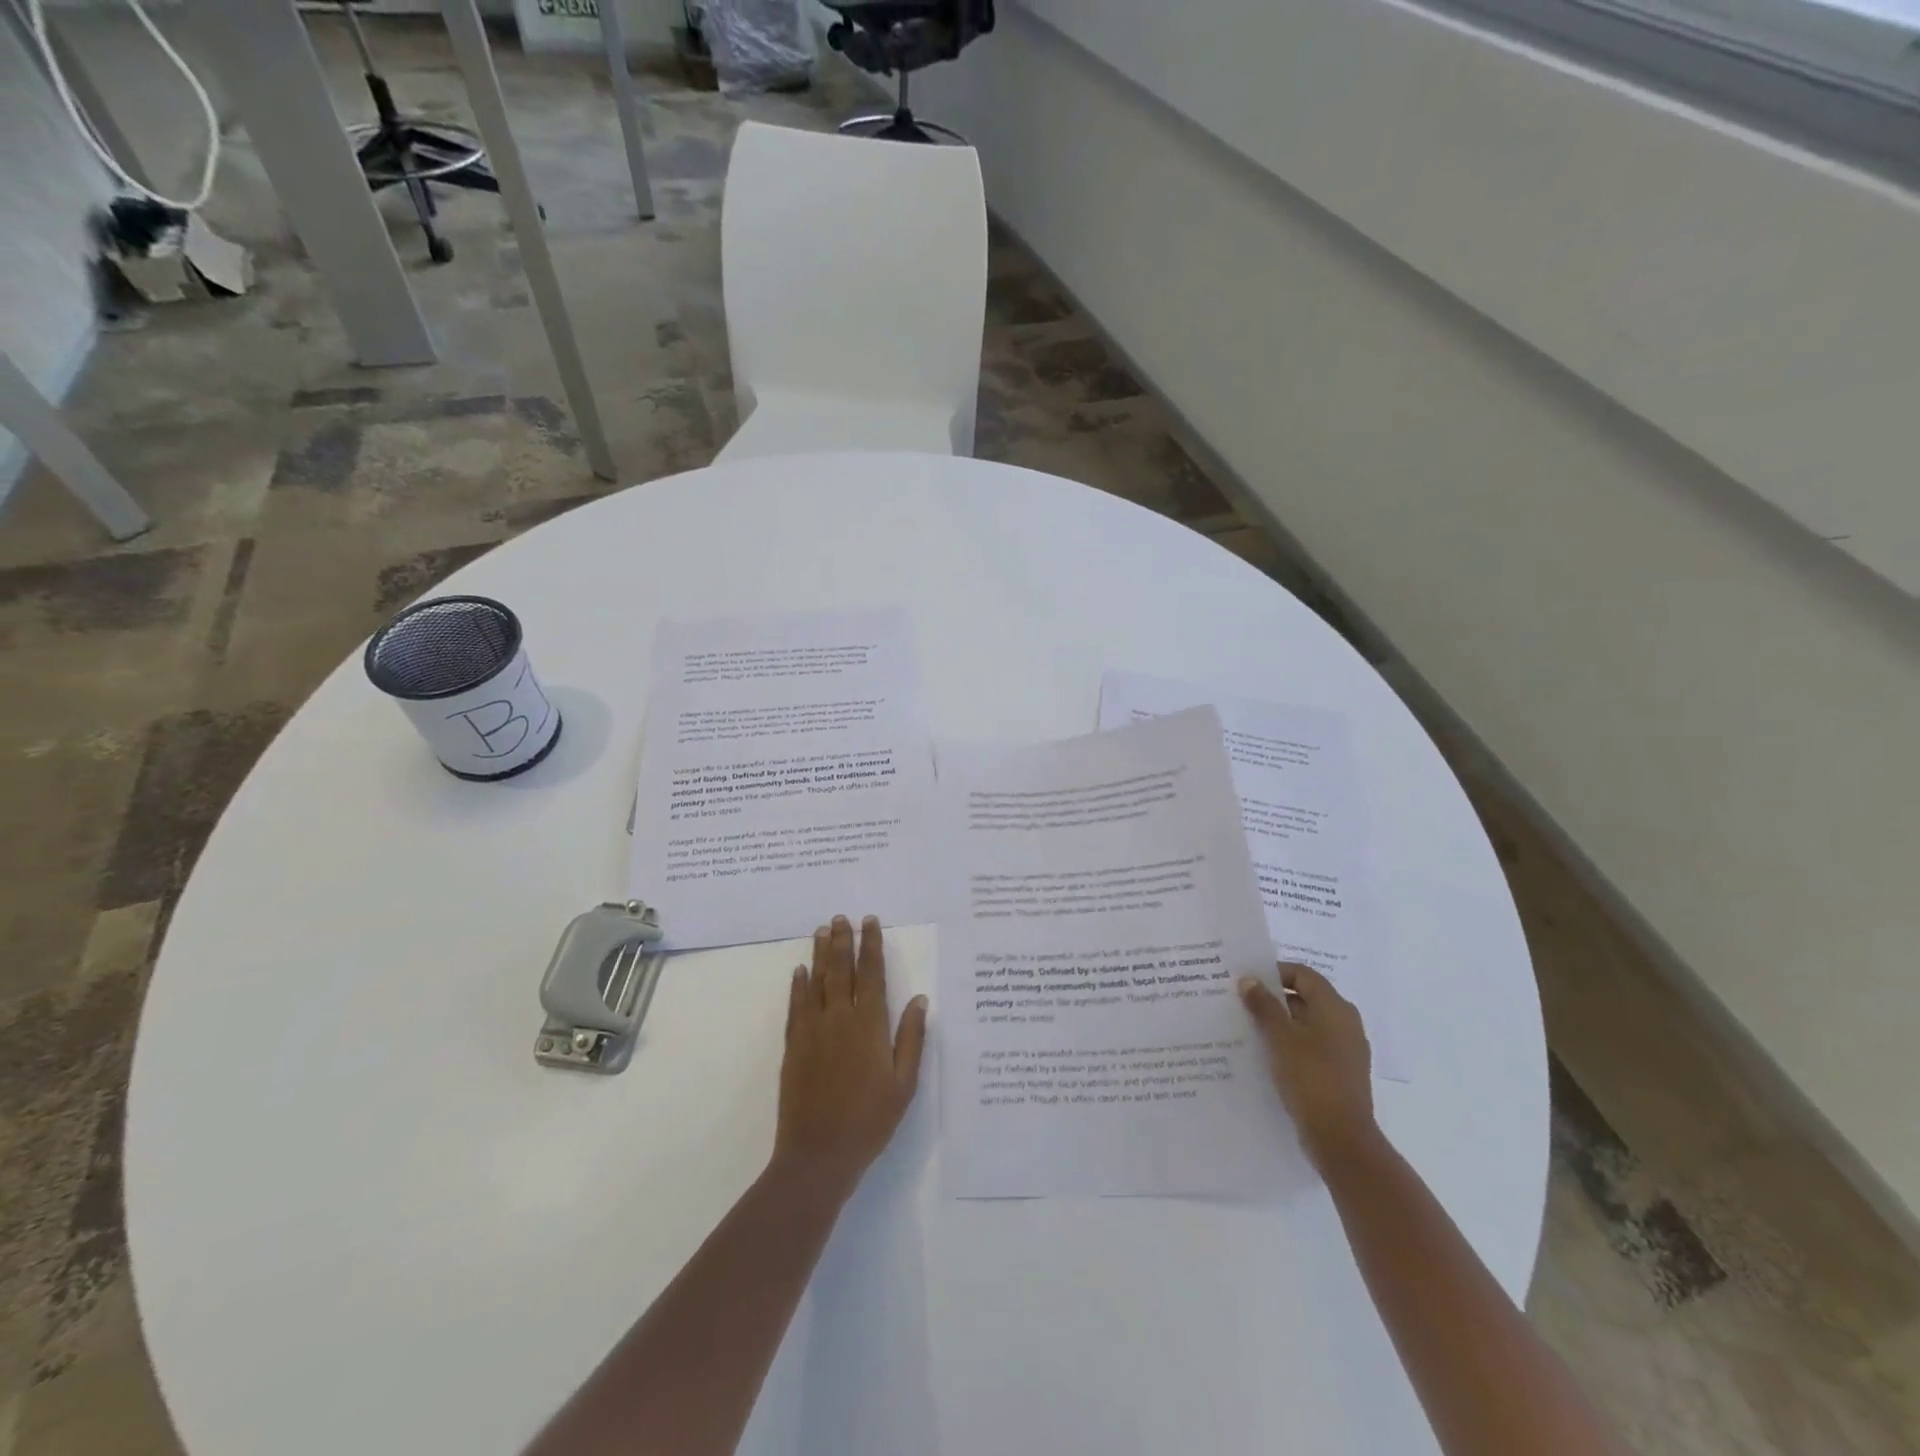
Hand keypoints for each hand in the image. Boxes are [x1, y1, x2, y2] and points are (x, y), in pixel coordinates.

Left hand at [772, 915, 928, 1198]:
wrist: (818, 1155)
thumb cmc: (869, 1121)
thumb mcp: (904, 1084)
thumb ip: (910, 1038)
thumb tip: (918, 999)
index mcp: (869, 1025)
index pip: (871, 974)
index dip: (871, 946)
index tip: (870, 922)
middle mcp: (839, 1019)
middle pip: (841, 970)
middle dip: (843, 941)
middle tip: (841, 917)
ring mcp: (813, 1031)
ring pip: (817, 981)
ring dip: (820, 954)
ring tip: (822, 930)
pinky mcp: (794, 1046)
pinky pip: (796, 1006)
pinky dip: (798, 986)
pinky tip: (799, 971)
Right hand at [1239, 963, 1376, 1167]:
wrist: (1341, 1138)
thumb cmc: (1310, 1077)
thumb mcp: (1280, 1037)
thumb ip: (1264, 1005)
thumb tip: (1250, 980)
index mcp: (1335, 1007)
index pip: (1303, 974)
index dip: (1275, 972)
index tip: (1247, 981)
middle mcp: (1345, 1023)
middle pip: (1306, 998)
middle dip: (1274, 998)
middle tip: (1243, 1003)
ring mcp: (1346, 1050)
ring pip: (1308, 1024)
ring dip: (1281, 1023)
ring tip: (1249, 1029)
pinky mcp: (1341, 1073)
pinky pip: (1312, 1047)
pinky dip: (1291, 1045)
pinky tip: (1268, 1056)